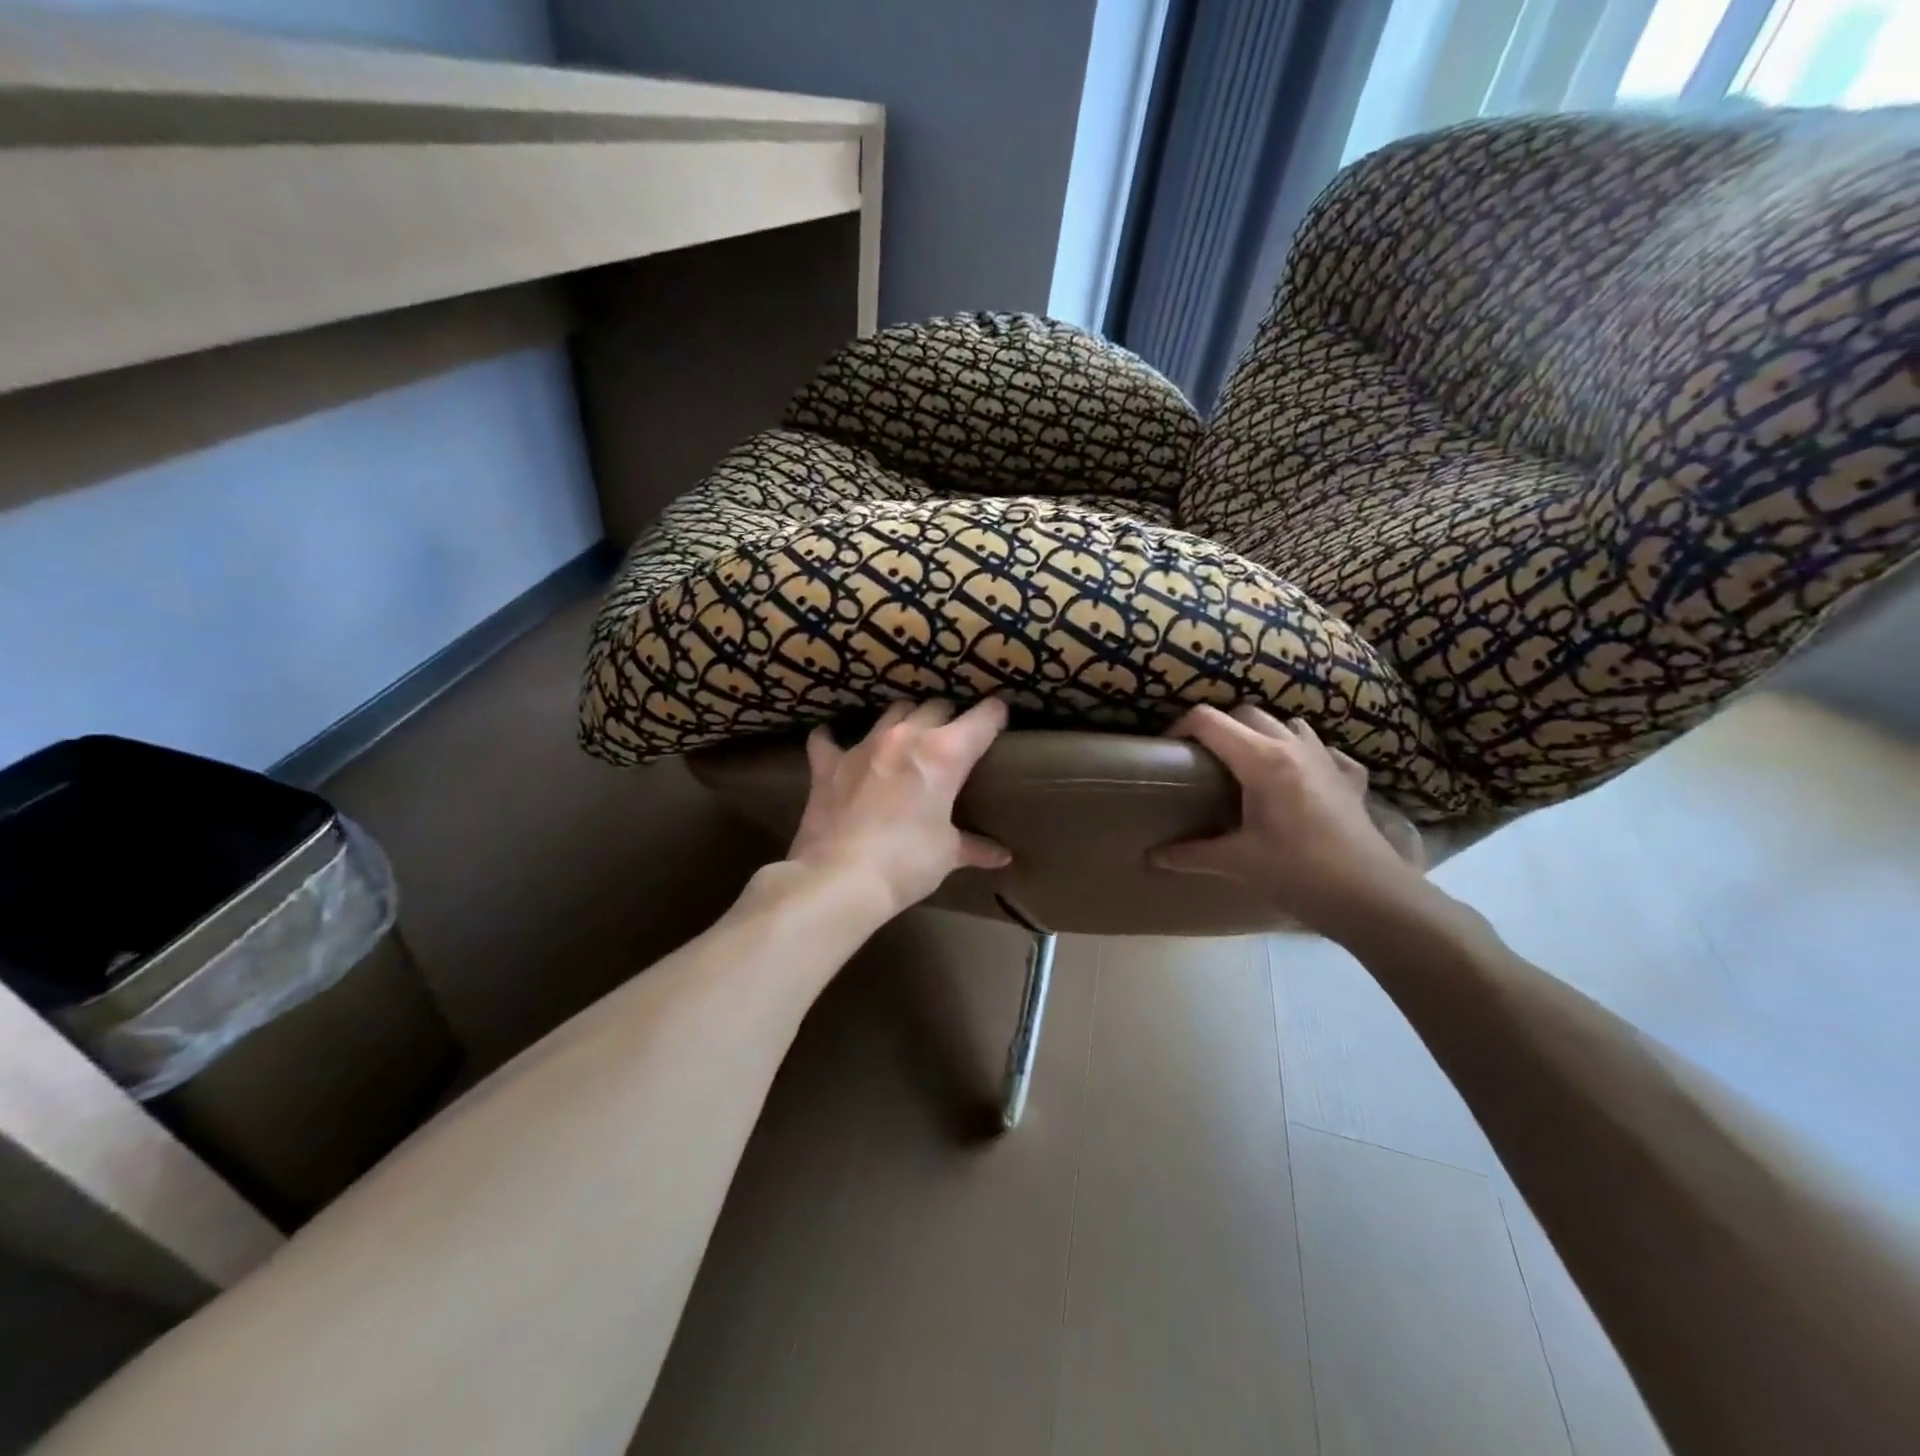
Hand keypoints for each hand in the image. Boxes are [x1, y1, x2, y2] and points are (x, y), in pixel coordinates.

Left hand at [787, 698, 1011, 920]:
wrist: (839, 879)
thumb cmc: (907, 863)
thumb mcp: (947, 854)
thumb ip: (975, 847)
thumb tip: (1001, 856)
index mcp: (944, 754)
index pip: (983, 718)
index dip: (996, 715)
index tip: (1000, 718)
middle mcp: (906, 737)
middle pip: (936, 706)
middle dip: (949, 718)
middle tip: (953, 740)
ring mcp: (863, 746)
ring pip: (893, 711)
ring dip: (906, 720)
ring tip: (908, 737)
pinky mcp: (828, 764)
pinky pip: (827, 739)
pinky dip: (834, 740)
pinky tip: (837, 744)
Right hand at [1151, 705, 1431, 941]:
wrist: (1373, 898)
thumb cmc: (1299, 873)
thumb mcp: (1238, 863)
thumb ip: (1191, 854)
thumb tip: (1152, 856)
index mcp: (1261, 760)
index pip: (1208, 721)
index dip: (1180, 728)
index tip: (1167, 752)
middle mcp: (1293, 747)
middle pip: (1246, 713)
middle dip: (1218, 729)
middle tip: (1202, 763)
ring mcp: (1327, 759)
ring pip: (1286, 724)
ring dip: (1262, 734)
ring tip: (1247, 766)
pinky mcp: (1350, 779)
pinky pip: (1323, 750)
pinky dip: (1305, 754)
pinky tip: (1300, 780)